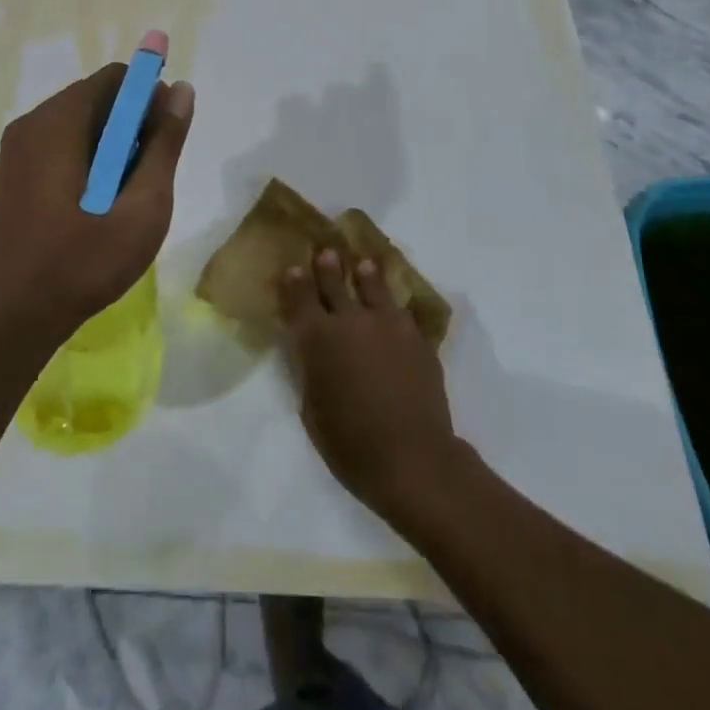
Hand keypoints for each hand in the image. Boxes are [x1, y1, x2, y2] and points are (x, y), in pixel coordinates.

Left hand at [0, 64, 194, 352]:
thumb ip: (164, 145)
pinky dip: (85, 161)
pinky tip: (94, 207)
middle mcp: (30, 124)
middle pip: (96, 99)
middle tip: (149, 176)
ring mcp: (14, 151)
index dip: (150, 97)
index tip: (166, 136)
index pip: (116, 78)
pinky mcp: (9, 176)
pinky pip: (57, 148)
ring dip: (110, 146)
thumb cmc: (80, 264)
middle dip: (131, 125)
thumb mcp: (141, 208)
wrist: (5, 320)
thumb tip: (181, 90)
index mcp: (58, 122)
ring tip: (124, 197)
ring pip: (77, 126)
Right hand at [280, 250, 461, 520]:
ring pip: (373, 285)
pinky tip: (396, 307)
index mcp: (316, 338)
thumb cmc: (350, 445)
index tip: (293, 268)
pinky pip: (402, 311)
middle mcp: (349, 320)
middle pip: (334, 282)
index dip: (294, 281)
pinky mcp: (416, 336)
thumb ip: (310, 369)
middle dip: (327, 265)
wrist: (412, 458)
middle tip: (326, 251)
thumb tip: (311, 350)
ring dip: (365, 274)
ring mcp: (387, 324)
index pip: (300, 297)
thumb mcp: (312, 408)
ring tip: (363, 264)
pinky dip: (395, 306)